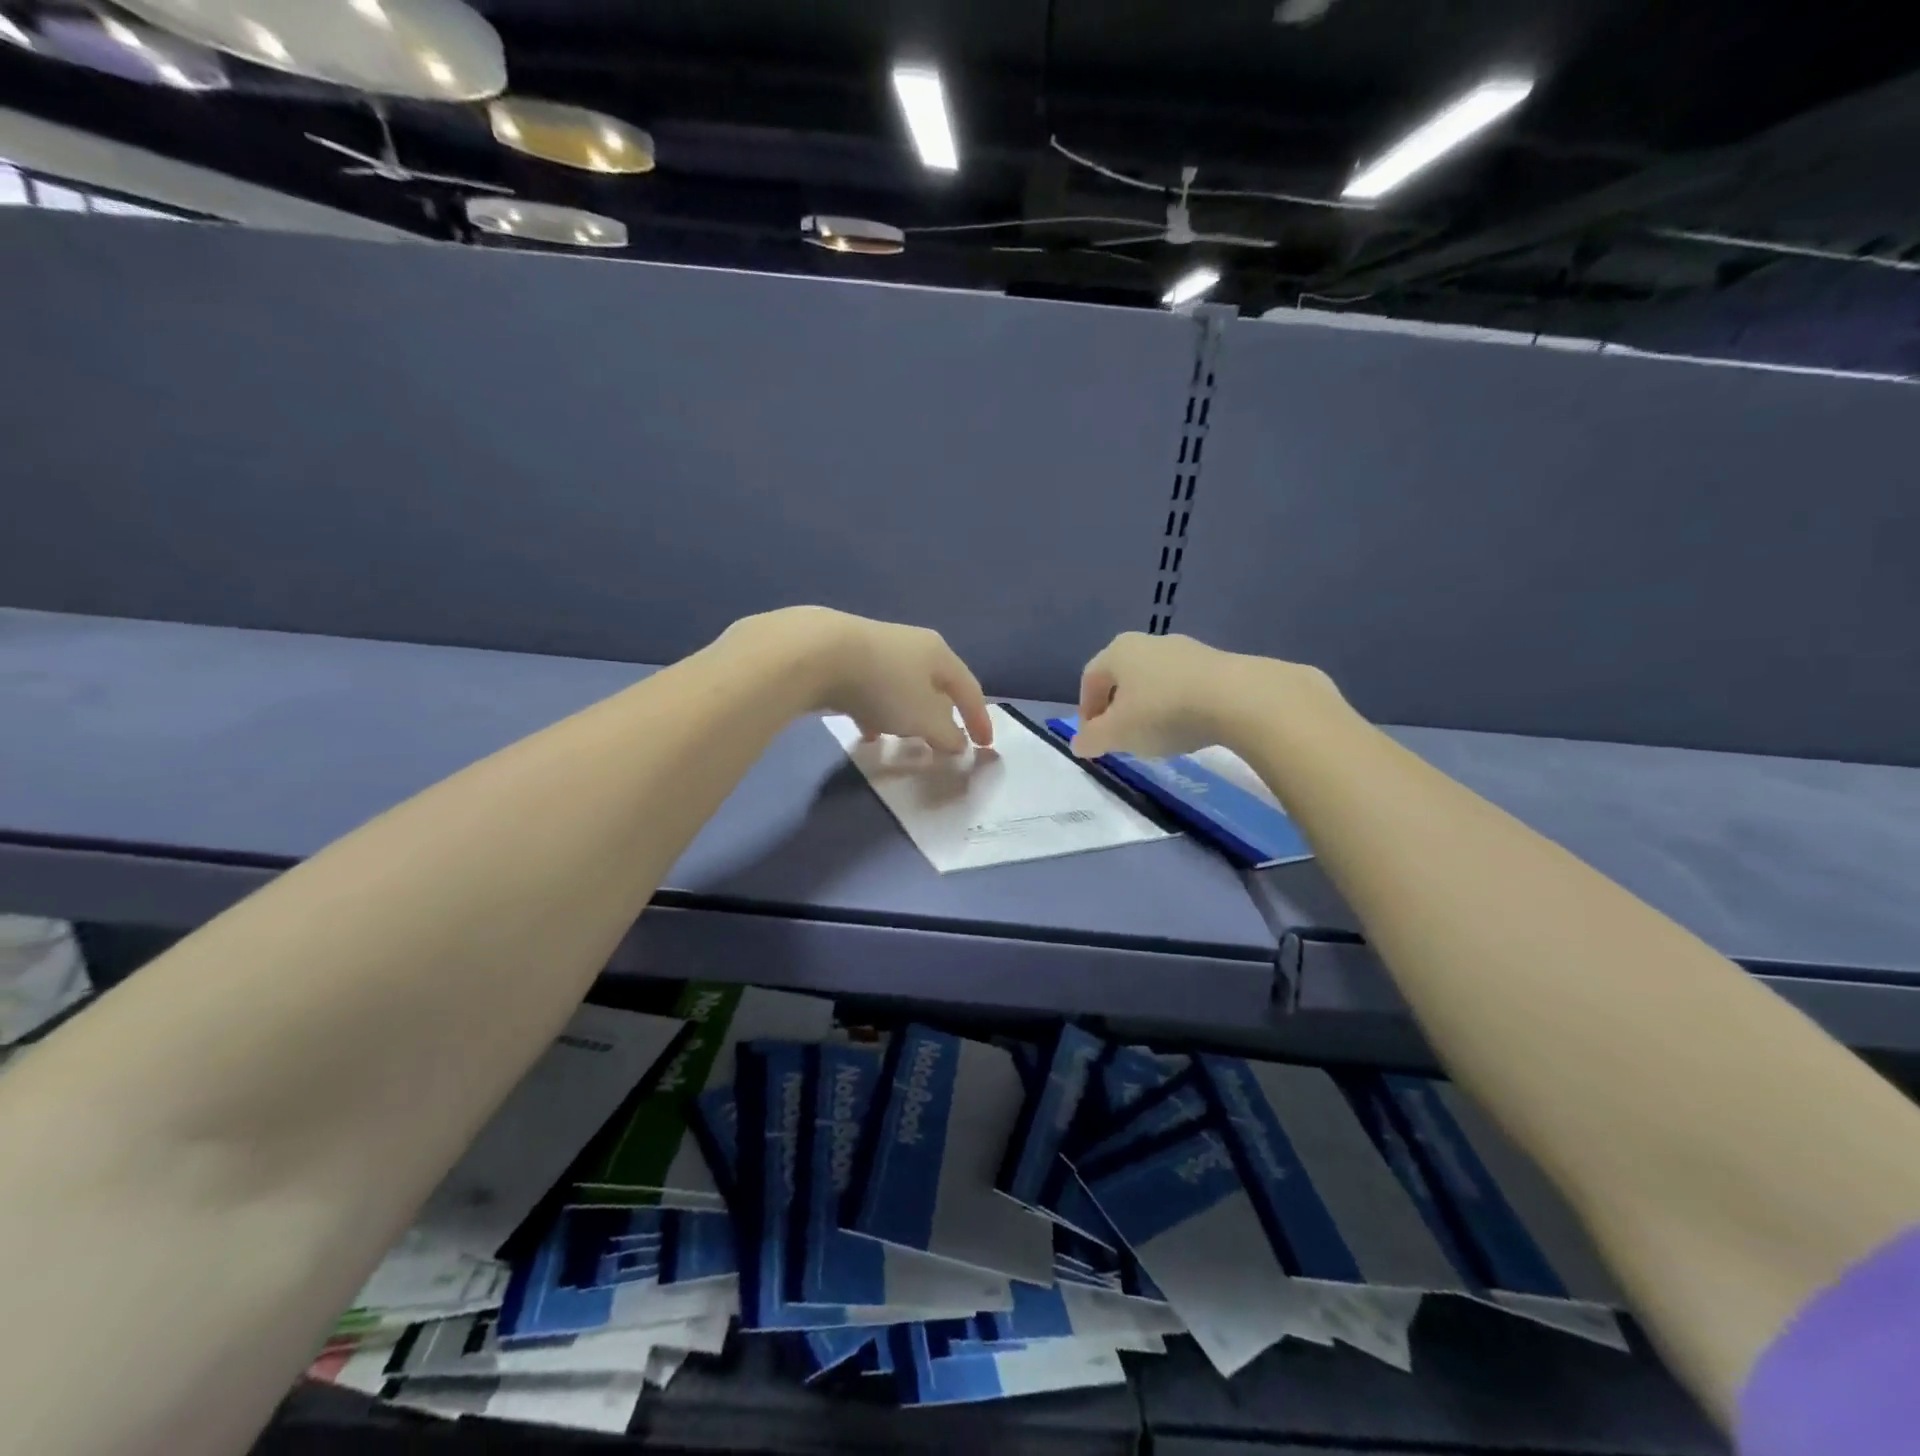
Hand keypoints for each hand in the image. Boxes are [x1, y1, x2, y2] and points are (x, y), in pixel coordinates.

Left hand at [726, 607, 992, 753]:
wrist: (816, 652)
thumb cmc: (885, 685)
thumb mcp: (924, 718)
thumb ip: (946, 734)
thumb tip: (958, 743)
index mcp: (939, 654)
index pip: (970, 689)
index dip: (979, 719)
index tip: (984, 746)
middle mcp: (912, 645)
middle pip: (936, 685)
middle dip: (941, 715)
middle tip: (944, 741)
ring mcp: (876, 648)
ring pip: (902, 688)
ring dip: (907, 715)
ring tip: (904, 741)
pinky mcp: (845, 657)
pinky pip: (872, 690)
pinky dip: (877, 711)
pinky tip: (867, 730)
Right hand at [1071, 631, 1340, 759]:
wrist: (1239, 699)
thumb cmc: (1164, 712)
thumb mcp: (1118, 734)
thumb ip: (1092, 739)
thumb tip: (1078, 743)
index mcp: (1118, 651)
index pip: (1090, 679)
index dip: (1086, 710)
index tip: (1093, 739)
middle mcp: (1149, 642)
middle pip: (1122, 678)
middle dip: (1117, 709)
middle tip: (1121, 738)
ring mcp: (1186, 649)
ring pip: (1154, 681)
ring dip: (1148, 708)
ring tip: (1157, 737)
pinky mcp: (1217, 663)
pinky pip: (1185, 686)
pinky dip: (1178, 706)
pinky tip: (1188, 728)